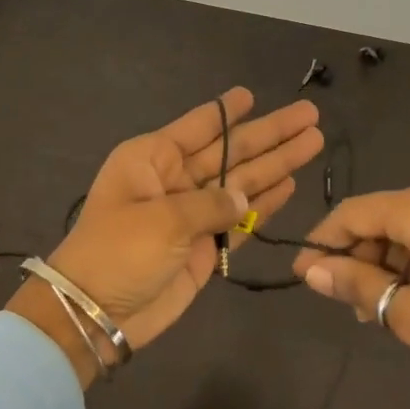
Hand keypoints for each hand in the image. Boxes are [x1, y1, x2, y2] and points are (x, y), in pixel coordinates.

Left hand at [9, 88, 322, 385]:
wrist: (96, 314)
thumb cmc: (118, 253)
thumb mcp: (162, 220)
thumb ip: (210, 204)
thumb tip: (244, 196)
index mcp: (153, 159)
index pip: (198, 127)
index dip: (228, 111)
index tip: (252, 93)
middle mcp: (174, 180)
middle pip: (231, 151)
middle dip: (270, 135)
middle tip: (309, 115)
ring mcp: (191, 215)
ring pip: (242, 183)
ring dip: (277, 165)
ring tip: (313, 143)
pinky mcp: (204, 247)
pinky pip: (240, 219)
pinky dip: (264, 204)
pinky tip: (290, 186)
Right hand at [290, 180, 409, 408]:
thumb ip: (357, 284)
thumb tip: (312, 270)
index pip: (353, 212)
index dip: (323, 243)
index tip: (304, 277)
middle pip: (379, 217)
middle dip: (358, 257)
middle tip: (349, 305)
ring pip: (406, 226)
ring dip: (385, 262)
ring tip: (380, 310)